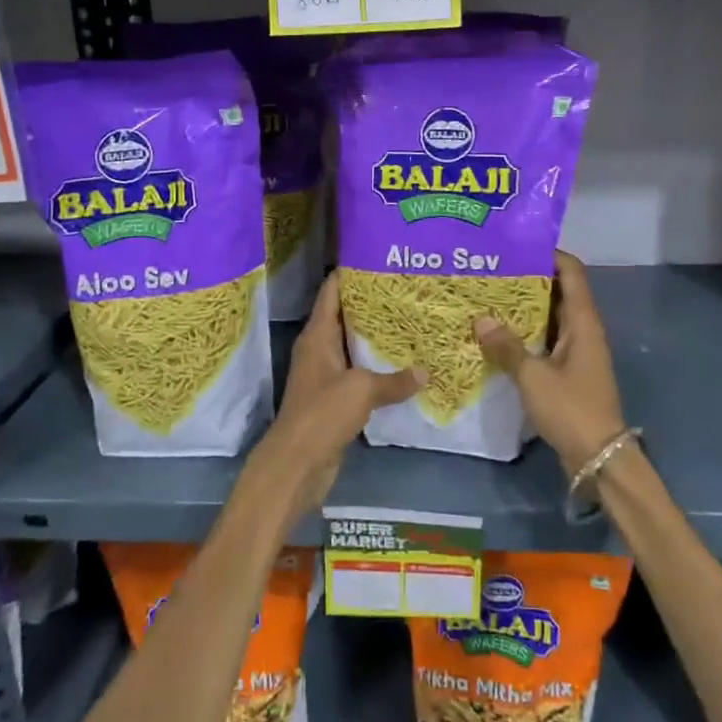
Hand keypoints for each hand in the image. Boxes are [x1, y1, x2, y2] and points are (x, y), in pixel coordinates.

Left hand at [252, 273, 422, 518]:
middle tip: (405, 288)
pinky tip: (402, 364)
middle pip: (344, 316)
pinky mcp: (333, 398)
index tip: (377, 258)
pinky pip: (358, 373)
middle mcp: (319, 349)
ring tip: (410, 320)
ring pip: (352, 345)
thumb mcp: (362, 390)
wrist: (296, 464)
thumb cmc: (322, 413)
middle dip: (371, 303)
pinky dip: (376, 367)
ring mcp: (325, 374)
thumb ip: (394, 380)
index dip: (350, 272)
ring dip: (375, 336)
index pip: (331, 291)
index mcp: (317, 335)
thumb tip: (425, 372)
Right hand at [475, 250, 626, 478]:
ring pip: (550, 316)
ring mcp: (577, 350)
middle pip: (558, 290)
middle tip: (491, 270)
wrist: (599, 456)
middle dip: (528, 278)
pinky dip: (526, 332)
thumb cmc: (571, 409)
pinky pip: (546, 339)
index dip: (548, 253)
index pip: (571, 271)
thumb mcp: (533, 377)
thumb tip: (480, 319)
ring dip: (524, 307)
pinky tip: (498, 335)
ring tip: (488, 297)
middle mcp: (583, 328)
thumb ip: (506, 347)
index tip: (516, 246)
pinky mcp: (569, 369)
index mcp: (582, 321)